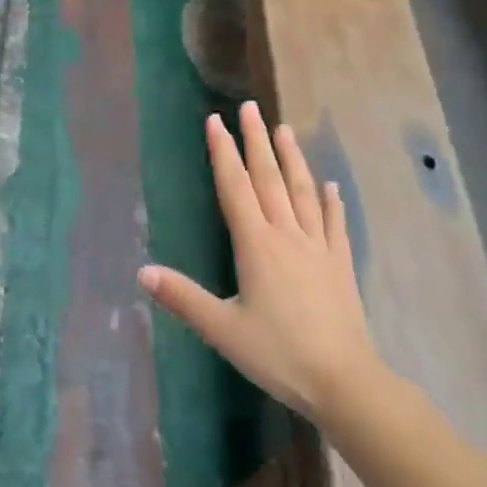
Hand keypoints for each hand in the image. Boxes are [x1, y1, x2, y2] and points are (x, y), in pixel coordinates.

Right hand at [138, 101, 380, 424]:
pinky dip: (332, 201)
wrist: (343, 380)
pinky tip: (331, 186)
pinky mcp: (340, 264)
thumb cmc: (278, 354)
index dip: (223, 152)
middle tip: (250, 107)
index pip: (235, 187)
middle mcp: (287, 234)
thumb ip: (183, 298)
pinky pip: (335, 223)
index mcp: (256, 244)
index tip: (216, 121)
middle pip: (269, 177)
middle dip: (256, 140)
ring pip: (303, 191)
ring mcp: (317, 246)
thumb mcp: (222, 329)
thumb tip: (142, 271)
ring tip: (284, 129)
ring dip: (292, 158)